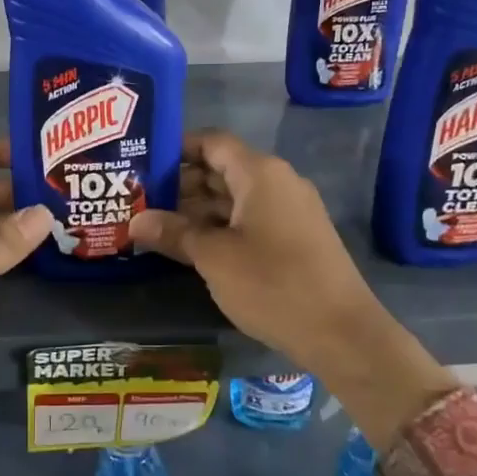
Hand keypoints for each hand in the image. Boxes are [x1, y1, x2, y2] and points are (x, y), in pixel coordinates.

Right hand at [130, 132, 455, 431]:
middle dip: (181, 183)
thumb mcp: (214, 258)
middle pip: (222, 168)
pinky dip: (221, 226)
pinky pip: (251, 218)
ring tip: (158, 226)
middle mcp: (278, 182)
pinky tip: (193, 246)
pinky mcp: (296, 237)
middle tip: (140, 200)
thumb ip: (174, 233)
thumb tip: (135, 222)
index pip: (212, 142)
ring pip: (236, 197)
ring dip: (198, 209)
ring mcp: (291, 210)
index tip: (142, 164)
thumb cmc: (273, 284)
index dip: (176, 148)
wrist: (342, 333)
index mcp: (260, 174)